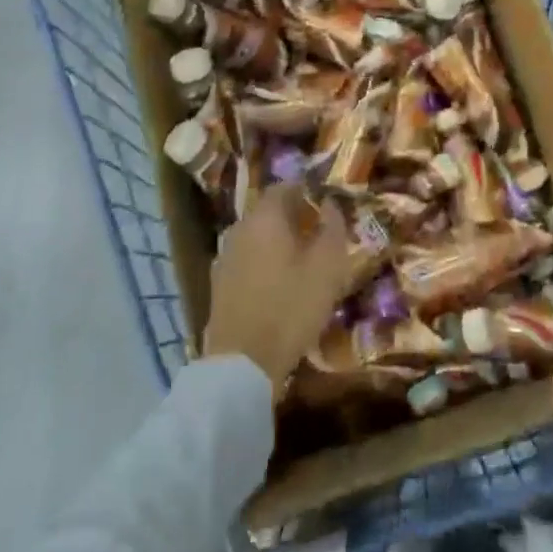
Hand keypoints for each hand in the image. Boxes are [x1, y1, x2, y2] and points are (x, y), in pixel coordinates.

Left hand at [203, 183, 350, 397]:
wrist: (242, 364)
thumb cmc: (290, 307)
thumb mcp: (327, 267)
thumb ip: (332, 228)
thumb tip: (331, 204)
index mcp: (264, 217)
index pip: (285, 187)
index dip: (308, 192)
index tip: (327, 207)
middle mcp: (239, 229)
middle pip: (269, 212)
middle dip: (295, 217)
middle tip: (320, 235)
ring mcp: (224, 257)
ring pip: (258, 237)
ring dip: (279, 242)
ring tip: (304, 262)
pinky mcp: (219, 284)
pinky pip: (247, 260)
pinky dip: (265, 263)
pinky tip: (281, 285)